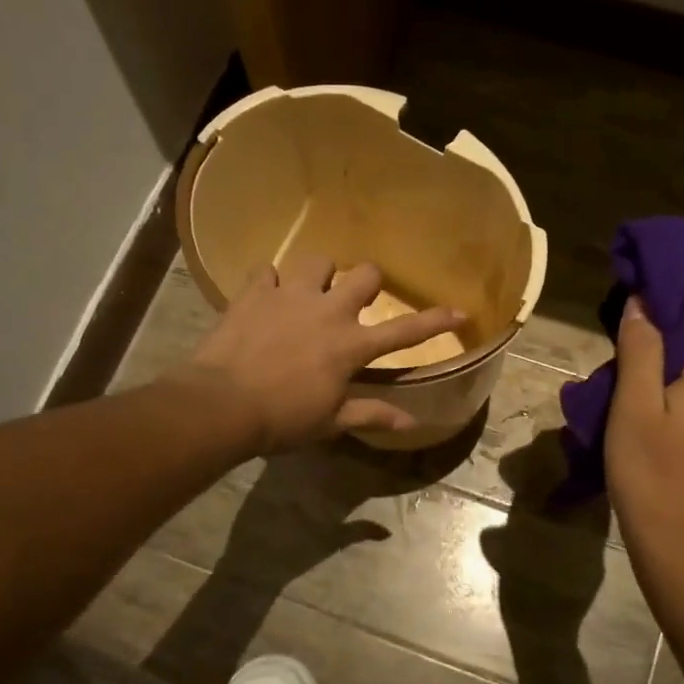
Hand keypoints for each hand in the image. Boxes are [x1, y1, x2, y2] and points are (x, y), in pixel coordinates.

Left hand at [176, 255, 464, 453]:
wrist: (222, 404)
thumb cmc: (283, 419)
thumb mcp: (331, 421)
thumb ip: (371, 414)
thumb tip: (411, 422)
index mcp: (351, 345)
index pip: (405, 332)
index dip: (435, 321)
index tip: (460, 310)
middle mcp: (328, 311)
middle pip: (365, 275)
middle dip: (368, 282)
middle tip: (356, 300)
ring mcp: (291, 296)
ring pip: (318, 261)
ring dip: (319, 275)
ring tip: (309, 292)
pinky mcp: (255, 292)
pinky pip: (267, 271)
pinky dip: (270, 283)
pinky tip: (265, 297)